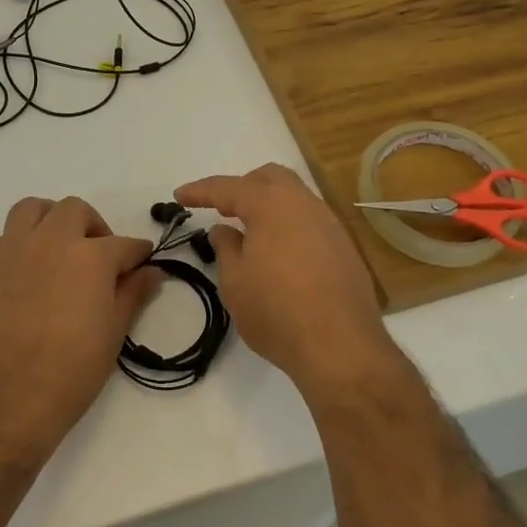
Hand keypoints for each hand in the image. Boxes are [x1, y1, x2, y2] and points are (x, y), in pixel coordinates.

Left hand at [0, 196, 160, 458]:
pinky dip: (17, 244)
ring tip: (58, 248)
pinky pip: (3, 237)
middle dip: (93, 228)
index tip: (141, 263)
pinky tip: (25, 271)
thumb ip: (133, 293)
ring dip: (50, 220)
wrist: (7, 397)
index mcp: (90, 256)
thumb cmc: (71, 370)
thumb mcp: (113, 333)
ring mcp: (13, 248)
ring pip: (33, 209)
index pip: (124, 245)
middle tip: (98, 258)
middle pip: (76, 211)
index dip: (137, 254)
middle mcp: (52, 240)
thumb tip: (152, 271)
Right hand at [175, 164, 393, 396]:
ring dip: (269, 206)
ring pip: (295, 198)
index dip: (201, 190)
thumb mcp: (235, 281)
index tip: (180, 196)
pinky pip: (311, 222)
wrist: (341, 347)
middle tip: (222, 210)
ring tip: (250, 232)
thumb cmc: (276, 311)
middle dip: (242, 187)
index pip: (229, 187)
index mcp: (272, 205)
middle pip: (270, 178)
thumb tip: (224, 230)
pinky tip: (280, 253)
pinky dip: (289, 225)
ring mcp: (330, 225)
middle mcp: (305, 205)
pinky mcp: (345, 248)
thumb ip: (226, 248)